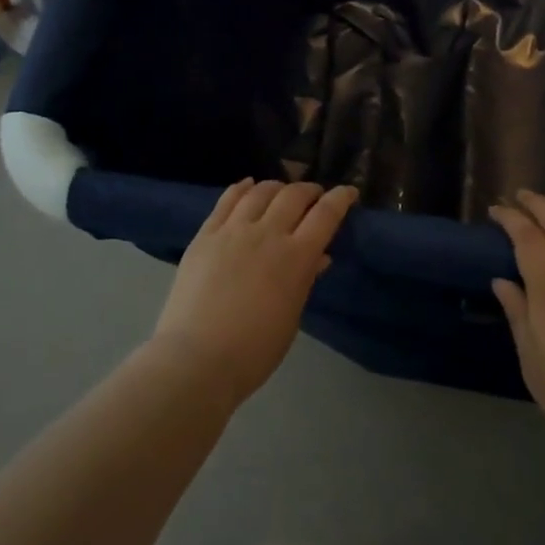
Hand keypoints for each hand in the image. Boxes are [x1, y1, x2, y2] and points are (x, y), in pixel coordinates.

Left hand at [153, 179, 358, 405]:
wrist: (196, 358)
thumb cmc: (254, 351)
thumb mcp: (291, 317)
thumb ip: (304, 280)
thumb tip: (318, 257)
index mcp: (295, 257)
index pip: (326, 215)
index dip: (340, 198)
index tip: (348, 192)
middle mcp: (266, 234)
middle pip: (293, 195)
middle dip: (309, 190)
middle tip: (314, 195)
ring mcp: (232, 231)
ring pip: (260, 191)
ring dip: (277, 187)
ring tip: (281, 191)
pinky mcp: (205, 235)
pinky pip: (226, 200)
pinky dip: (242, 188)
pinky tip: (248, 185)